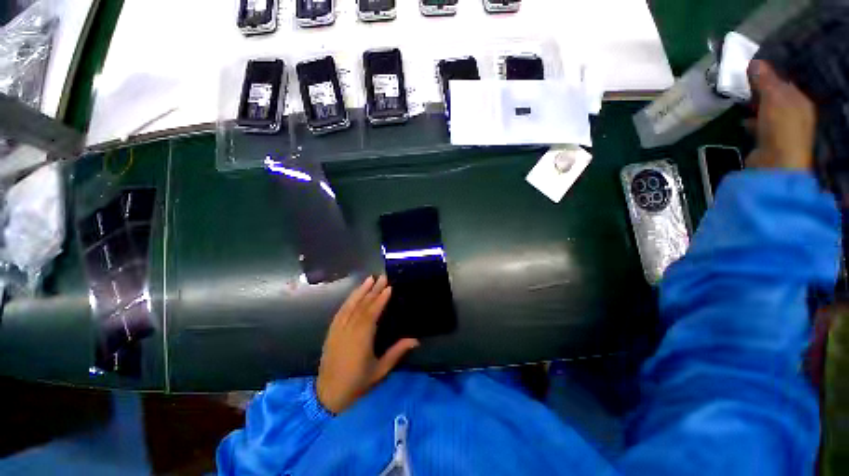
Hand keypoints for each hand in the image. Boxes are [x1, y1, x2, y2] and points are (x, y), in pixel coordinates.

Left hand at [316, 276, 418, 413]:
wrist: (327, 395)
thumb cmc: (357, 383)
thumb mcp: (380, 371)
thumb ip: (397, 352)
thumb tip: (415, 340)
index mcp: (361, 340)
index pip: (372, 314)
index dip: (380, 299)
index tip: (388, 288)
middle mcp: (348, 331)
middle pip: (362, 306)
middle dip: (372, 290)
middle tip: (382, 277)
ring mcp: (337, 330)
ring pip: (350, 306)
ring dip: (360, 291)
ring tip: (369, 279)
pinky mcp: (331, 332)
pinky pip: (340, 312)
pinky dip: (348, 301)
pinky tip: (354, 294)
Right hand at [745, 60, 815, 169]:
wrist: (775, 164)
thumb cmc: (780, 127)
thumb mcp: (773, 98)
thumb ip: (765, 80)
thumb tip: (755, 61)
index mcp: (800, 101)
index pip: (783, 82)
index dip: (767, 75)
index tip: (748, 71)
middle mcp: (794, 113)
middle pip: (775, 97)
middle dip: (759, 91)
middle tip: (740, 86)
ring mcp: (782, 129)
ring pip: (766, 111)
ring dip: (754, 107)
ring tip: (738, 102)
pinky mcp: (769, 142)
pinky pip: (759, 125)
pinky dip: (750, 121)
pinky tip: (741, 121)